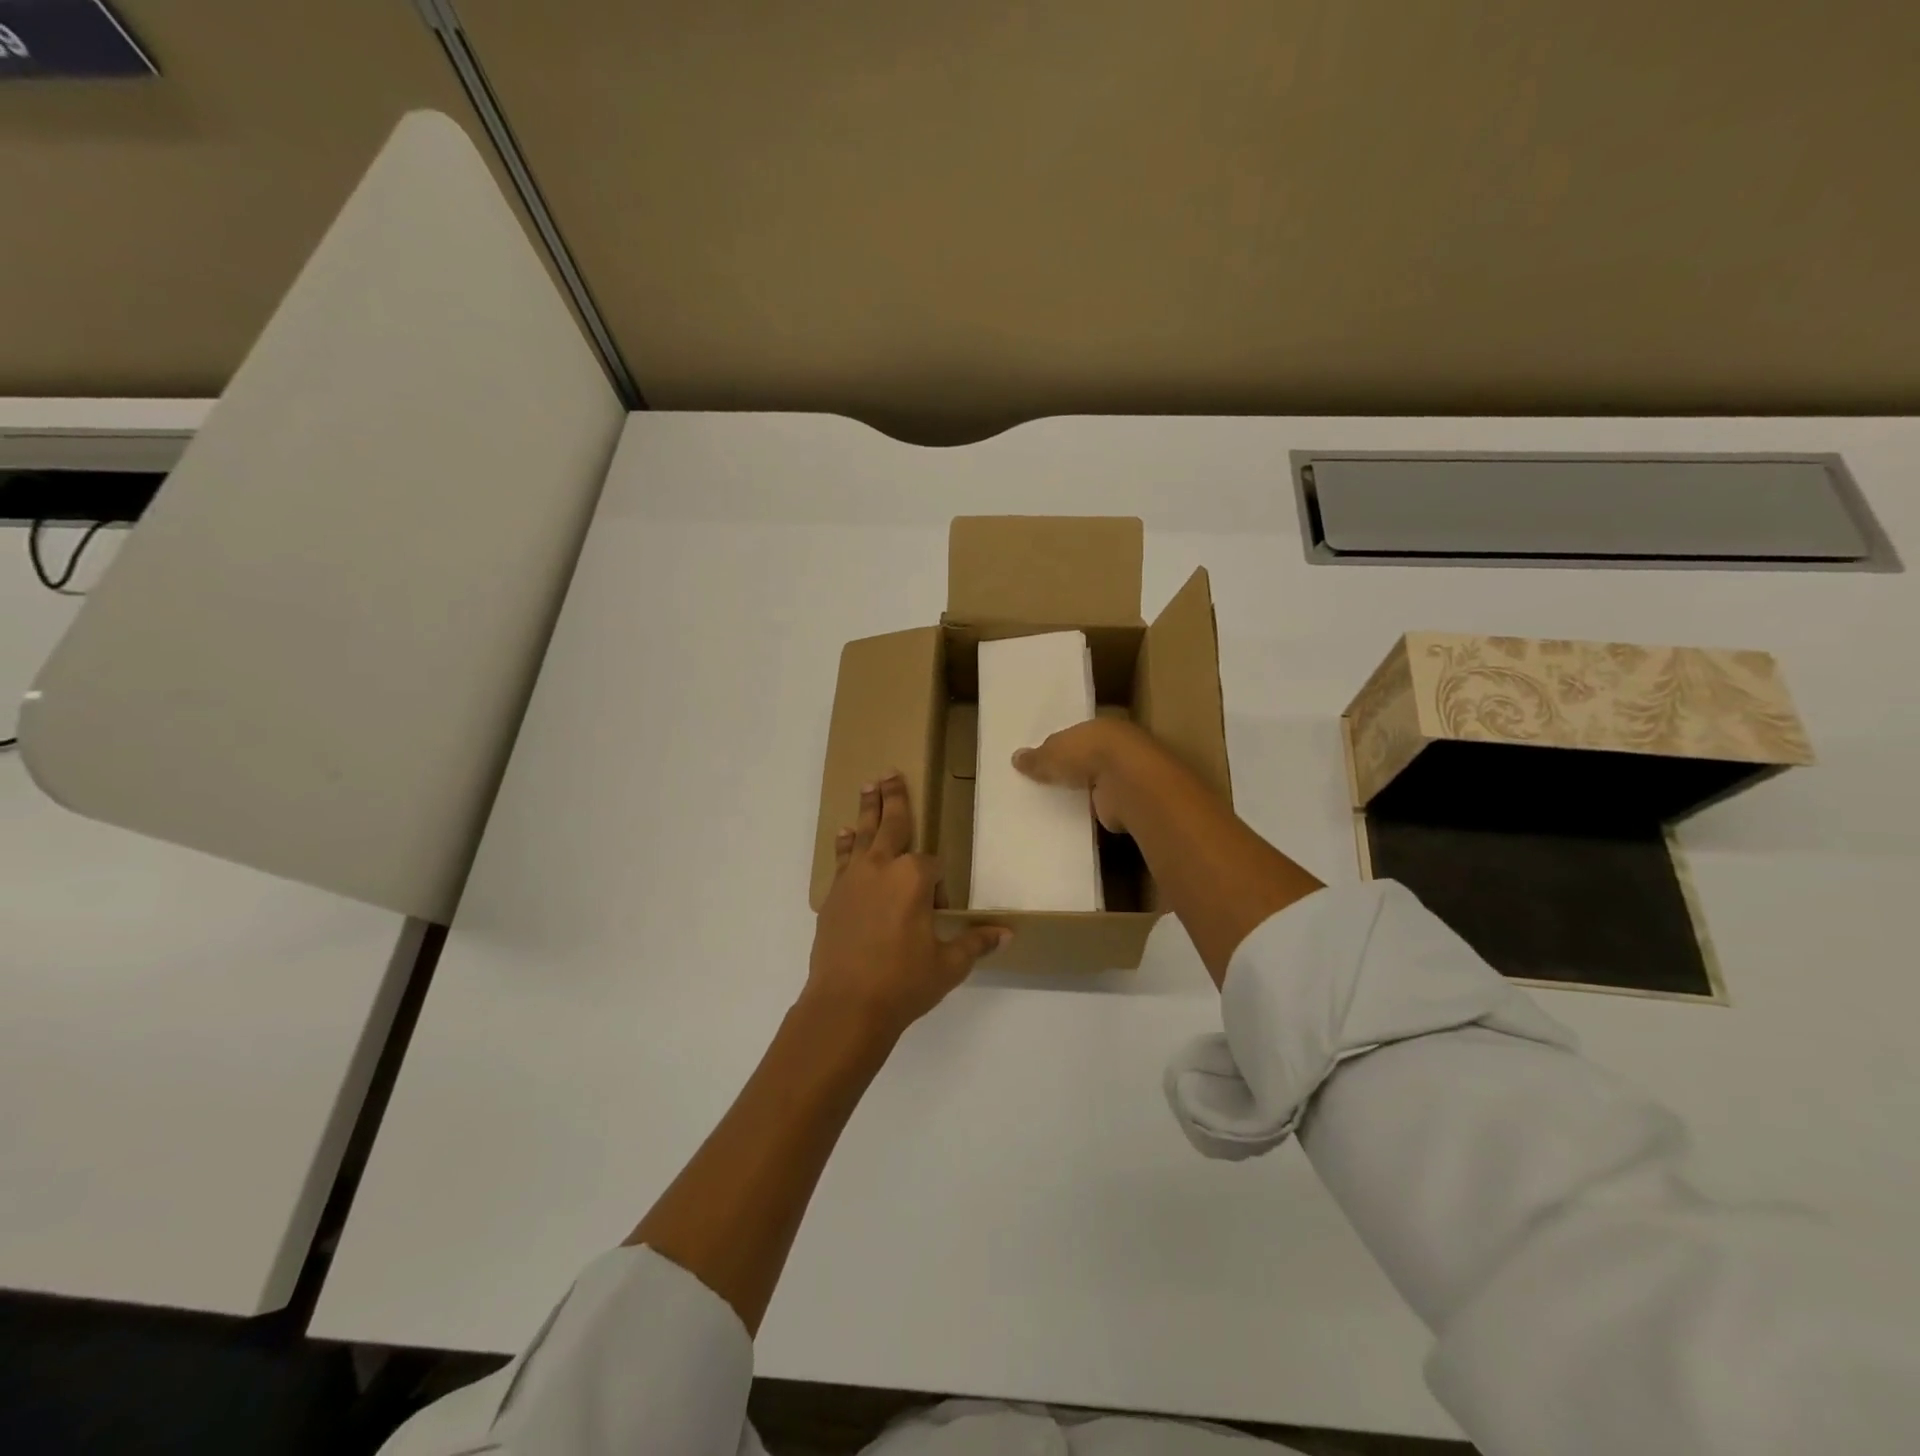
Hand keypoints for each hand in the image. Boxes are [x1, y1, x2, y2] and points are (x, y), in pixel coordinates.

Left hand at [808, 770, 1010, 1038]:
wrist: (844, 1006)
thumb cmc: (902, 983)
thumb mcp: (947, 965)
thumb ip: (975, 942)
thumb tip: (1008, 933)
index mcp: (913, 879)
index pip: (932, 866)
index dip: (939, 886)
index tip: (940, 911)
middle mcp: (882, 868)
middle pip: (892, 824)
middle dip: (894, 798)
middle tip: (890, 773)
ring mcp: (853, 879)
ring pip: (863, 834)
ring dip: (867, 809)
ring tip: (868, 786)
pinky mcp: (834, 896)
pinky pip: (842, 859)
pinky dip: (845, 844)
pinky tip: (844, 834)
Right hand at [1012, 717, 1156, 833]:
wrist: (1127, 783)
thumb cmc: (1089, 753)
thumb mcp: (1053, 752)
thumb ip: (1037, 757)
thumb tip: (1016, 758)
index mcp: (1100, 727)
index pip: (1077, 735)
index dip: (1060, 746)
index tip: (1041, 758)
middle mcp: (1115, 749)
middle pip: (1087, 759)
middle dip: (1069, 769)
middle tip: (1042, 782)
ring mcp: (1123, 777)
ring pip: (1095, 783)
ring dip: (1081, 791)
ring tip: (1052, 803)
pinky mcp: (1125, 803)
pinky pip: (1100, 806)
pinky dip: (1089, 811)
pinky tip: (1070, 818)